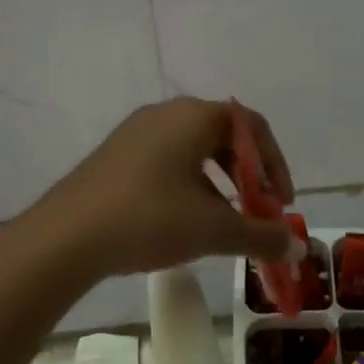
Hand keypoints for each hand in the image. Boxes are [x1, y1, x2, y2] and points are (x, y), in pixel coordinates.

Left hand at [34, 99, 299, 279]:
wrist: (66, 237)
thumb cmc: (150, 219)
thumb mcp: (213, 230)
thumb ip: (260, 236)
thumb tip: (296, 249)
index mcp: (194, 116)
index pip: (252, 126)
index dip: (276, 163)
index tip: (282, 202)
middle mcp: (166, 114)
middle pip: (224, 136)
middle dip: (249, 176)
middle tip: (257, 211)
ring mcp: (136, 133)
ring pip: (194, 151)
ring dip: (220, 184)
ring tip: (224, 222)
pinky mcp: (116, 155)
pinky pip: (167, 161)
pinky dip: (190, 186)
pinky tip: (184, 222)